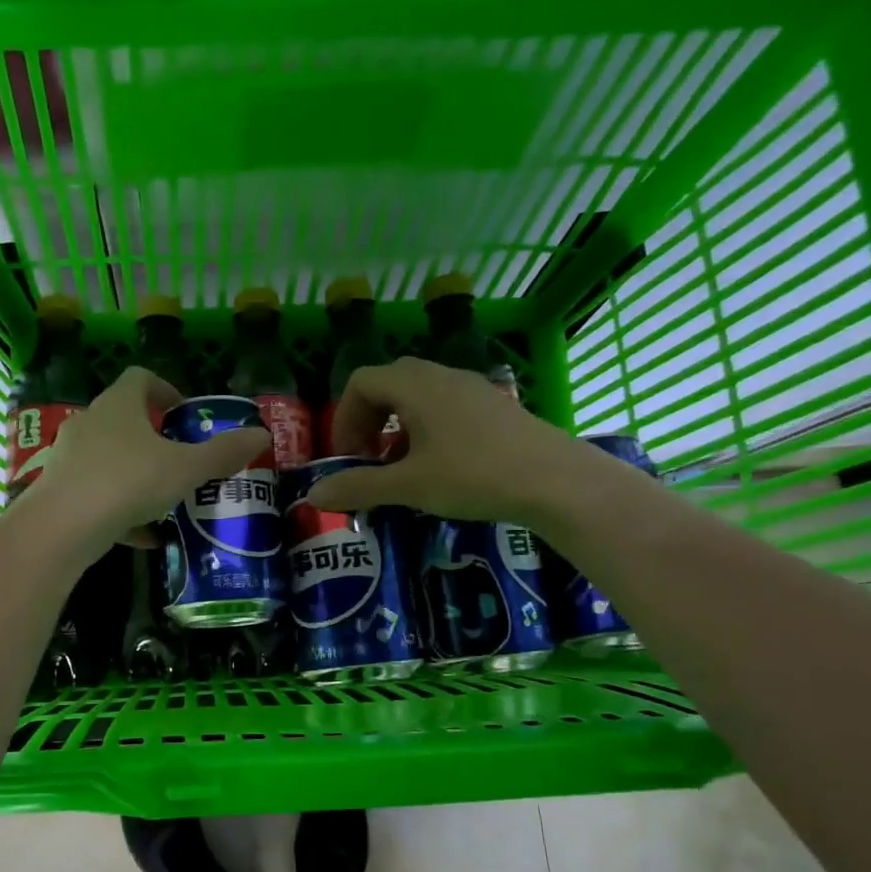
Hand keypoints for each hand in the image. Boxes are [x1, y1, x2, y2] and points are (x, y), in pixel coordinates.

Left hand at [24, 367, 270, 549]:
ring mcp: (69, 456)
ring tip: (164, 499)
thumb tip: (262, 434)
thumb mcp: (186, 469)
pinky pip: (96, 492)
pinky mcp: (59, 490)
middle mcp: (89, 422)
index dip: (165, 389)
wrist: (62, 526)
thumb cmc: (128, 482)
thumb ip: (223, 453)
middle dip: (152, 437)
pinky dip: (120, 508)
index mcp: (119, 405)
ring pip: (109, 458)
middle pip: (123, 418)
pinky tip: (144, 535)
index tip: (184, 413)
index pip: (140, 378)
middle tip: (179, 458)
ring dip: (136, 473)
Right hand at [305, 356, 617, 525]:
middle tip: (367, 459)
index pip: (362, 382)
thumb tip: (314, 496)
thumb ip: (359, 487)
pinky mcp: (493, 406)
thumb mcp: (409, 486)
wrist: (556, 481)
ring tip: (399, 467)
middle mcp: (442, 375)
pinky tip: (437, 465)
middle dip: (368, 420)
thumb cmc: (474, 476)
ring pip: (418, 395)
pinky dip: (425, 428)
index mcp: (416, 385)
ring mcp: (472, 388)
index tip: (347, 457)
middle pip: (389, 383)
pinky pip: (445, 406)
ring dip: (396, 427)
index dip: (344, 418)